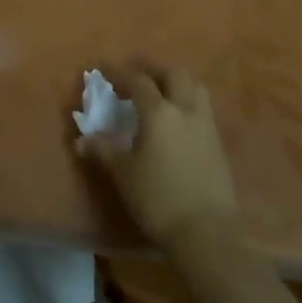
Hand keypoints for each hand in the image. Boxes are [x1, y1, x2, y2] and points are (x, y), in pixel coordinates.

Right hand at [76, 60, 239, 251]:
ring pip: (195, 88)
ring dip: (177, 83)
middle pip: (174, 74)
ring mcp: (206, 125)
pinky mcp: (219, 143)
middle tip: (138, 76)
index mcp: (159, 112)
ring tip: (162, 93)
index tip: (107, 71)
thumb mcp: (124, 174)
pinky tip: (179, 122)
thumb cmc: (158, 199)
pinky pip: (203, 110)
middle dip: (154, 70)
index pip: (139, 81)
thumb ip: (103, 151)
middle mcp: (185, 110)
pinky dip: (189, 104)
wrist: (206, 232)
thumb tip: (82, 139)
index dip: (121, 73)